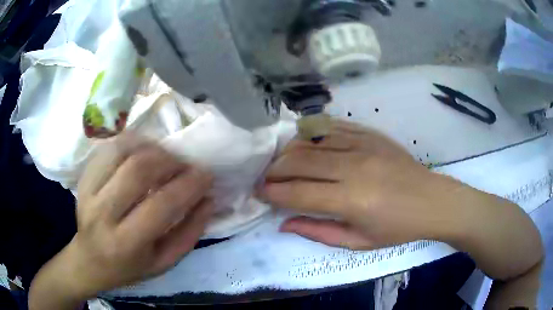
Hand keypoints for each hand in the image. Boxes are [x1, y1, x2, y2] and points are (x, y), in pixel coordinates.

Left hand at [29, 136, 213, 308]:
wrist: (89, 259)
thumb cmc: (129, 267)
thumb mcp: (164, 263)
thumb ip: (188, 234)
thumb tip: (208, 200)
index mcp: (126, 243)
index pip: (161, 205)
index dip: (189, 185)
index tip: (206, 175)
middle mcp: (102, 213)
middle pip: (138, 170)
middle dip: (170, 161)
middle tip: (185, 165)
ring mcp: (88, 191)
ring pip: (122, 152)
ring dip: (151, 148)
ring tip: (165, 157)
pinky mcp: (84, 177)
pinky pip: (109, 148)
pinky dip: (131, 143)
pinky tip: (143, 151)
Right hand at [258, 120, 466, 249]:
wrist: (431, 201)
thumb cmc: (397, 228)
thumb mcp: (358, 242)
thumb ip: (318, 232)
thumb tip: (284, 223)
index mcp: (351, 200)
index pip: (297, 192)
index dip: (272, 193)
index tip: (259, 193)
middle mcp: (352, 167)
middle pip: (299, 161)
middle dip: (273, 170)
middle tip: (264, 178)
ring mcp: (362, 145)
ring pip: (311, 140)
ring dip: (289, 150)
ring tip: (280, 162)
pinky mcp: (369, 133)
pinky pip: (332, 126)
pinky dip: (312, 133)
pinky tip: (303, 141)